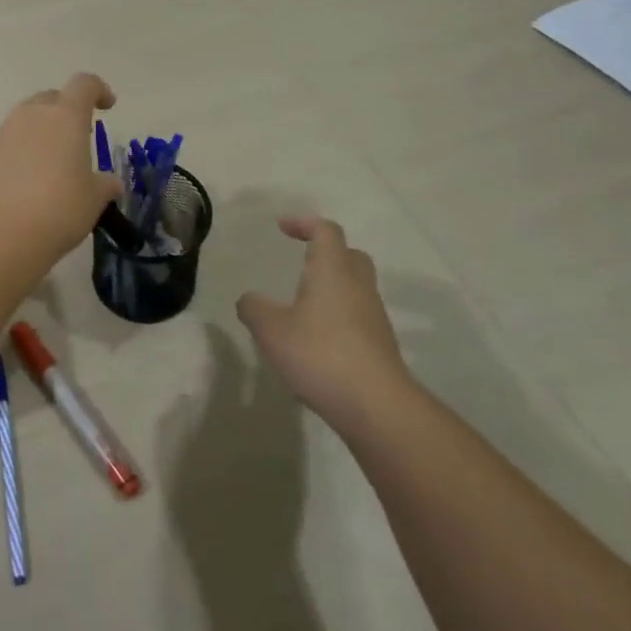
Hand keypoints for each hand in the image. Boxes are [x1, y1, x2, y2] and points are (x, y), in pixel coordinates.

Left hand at [0, 73, 121, 271]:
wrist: (0, 234)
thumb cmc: (59, 209)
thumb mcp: (94, 200)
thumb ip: (104, 185)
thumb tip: (110, 183)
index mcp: (66, 116)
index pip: (84, 84)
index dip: (99, 90)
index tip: (108, 106)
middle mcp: (33, 115)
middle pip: (52, 98)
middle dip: (67, 110)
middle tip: (78, 137)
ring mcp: (5, 132)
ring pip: (28, 119)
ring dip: (43, 131)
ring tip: (55, 161)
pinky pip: (11, 141)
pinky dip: (24, 150)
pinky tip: (30, 180)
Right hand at [236, 216, 412, 421]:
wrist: (377, 406)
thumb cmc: (320, 354)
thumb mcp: (271, 329)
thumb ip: (254, 308)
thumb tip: (249, 299)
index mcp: (332, 271)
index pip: (326, 231)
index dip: (305, 223)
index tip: (283, 227)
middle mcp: (358, 287)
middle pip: (350, 255)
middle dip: (326, 252)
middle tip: (302, 261)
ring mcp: (374, 317)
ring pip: (356, 287)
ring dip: (333, 287)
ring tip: (303, 305)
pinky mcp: (380, 345)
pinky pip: (358, 316)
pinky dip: (338, 316)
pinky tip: (317, 339)